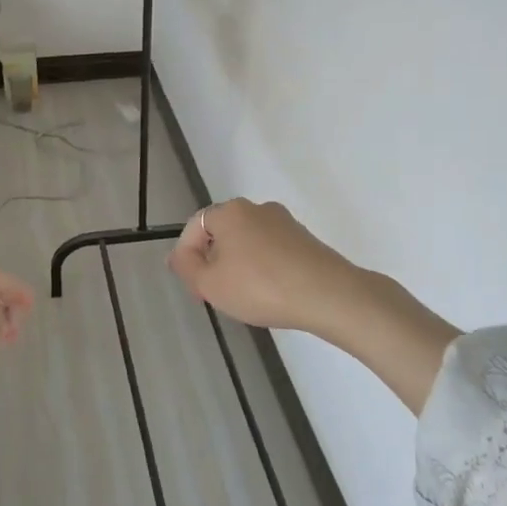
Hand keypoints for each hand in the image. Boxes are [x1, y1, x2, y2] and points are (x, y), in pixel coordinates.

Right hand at [167, 198, 367, 338]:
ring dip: (239, 265)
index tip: (196, 288)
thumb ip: (186, 268)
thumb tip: (178, 255)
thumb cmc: (260, 287)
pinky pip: (272, 251)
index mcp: (228, 211)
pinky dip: (264, 268)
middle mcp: (256, 208)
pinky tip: (270, 293)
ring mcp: (284, 222)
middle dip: (214, 262)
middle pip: (222, 233)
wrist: (328, 294)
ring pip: (248, 242)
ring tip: (244, 297)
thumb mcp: (210, 284)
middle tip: (216, 294)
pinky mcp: (305, 238)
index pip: (194, 227)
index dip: (186, 257)